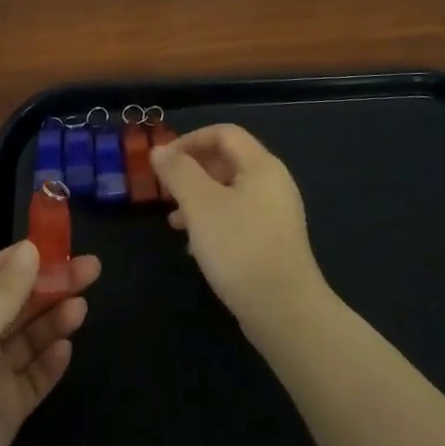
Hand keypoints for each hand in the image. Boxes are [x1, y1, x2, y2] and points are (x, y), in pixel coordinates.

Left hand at [0, 241, 100, 445]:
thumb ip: (7, 290)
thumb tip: (31, 248)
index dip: (27, 256)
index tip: (64, 243)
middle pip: (16, 302)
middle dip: (52, 285)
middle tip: (93, 269)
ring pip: (27, 338)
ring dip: (53, 320)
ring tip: (81, 309)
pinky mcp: (2, 411)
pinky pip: (32, 378)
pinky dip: (49, 362)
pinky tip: (66, 349)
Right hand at [152, 124, 331, 341]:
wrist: (285, 312)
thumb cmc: (239, 248)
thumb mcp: (200, 205)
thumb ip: (178, 172)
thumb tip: (159, 150)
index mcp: (261, 165)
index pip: (224, 133)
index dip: (190, 140)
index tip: (162, 162)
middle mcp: (274, 182)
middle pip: (228, 160)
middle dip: (192, 171)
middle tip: (165, 191)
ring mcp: (277, 214)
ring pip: (230, 192)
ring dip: (199, 199)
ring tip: (173, 222)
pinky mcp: (274, 242)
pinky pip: (239, 218)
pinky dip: (214, 222)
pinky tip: (195, 247)